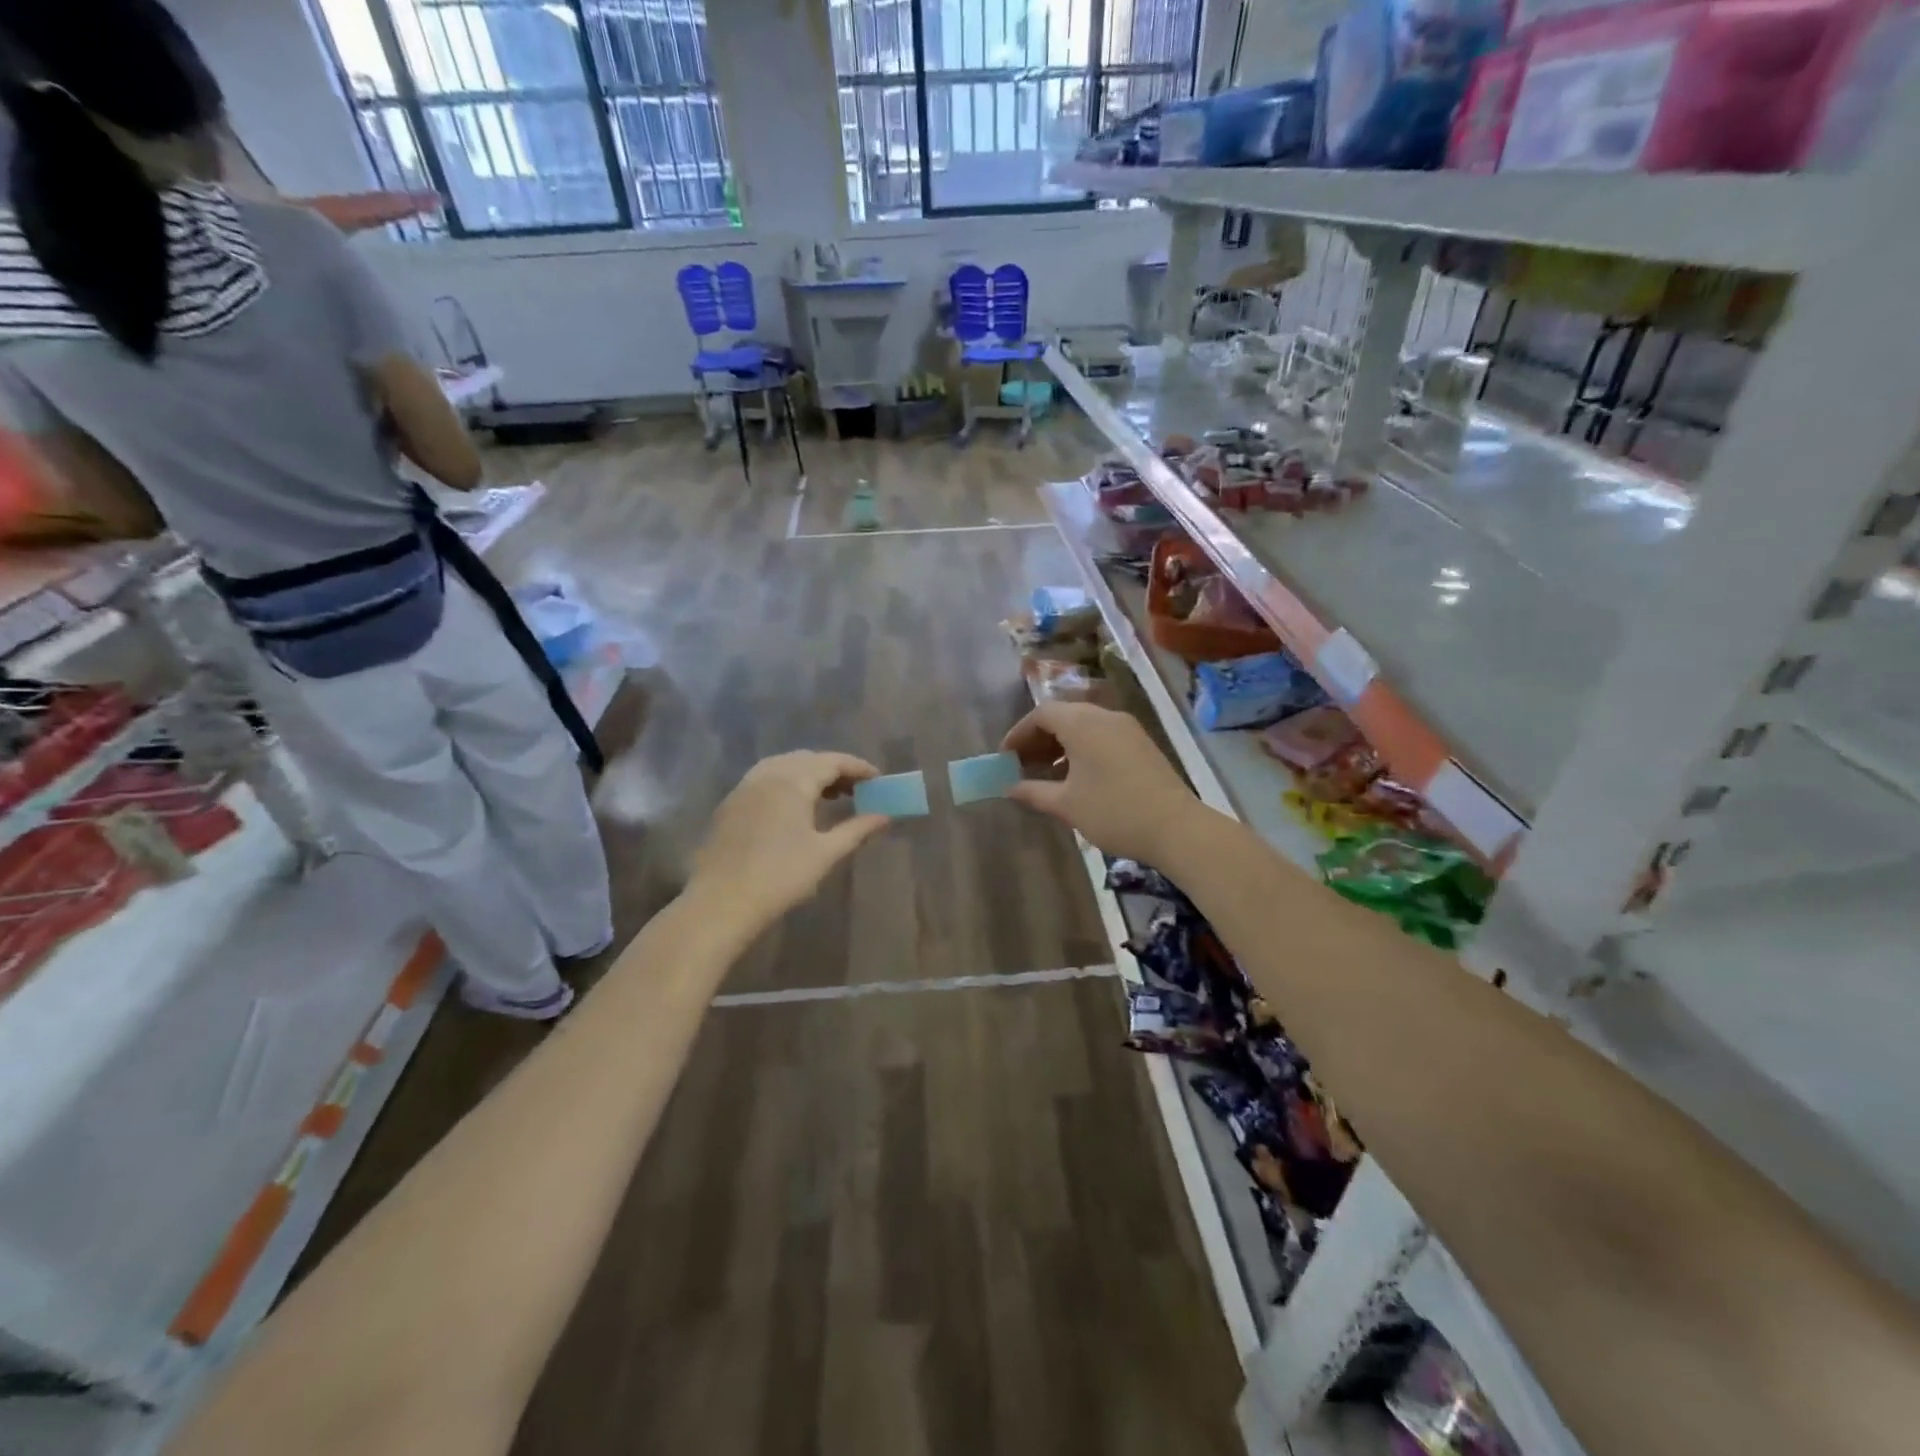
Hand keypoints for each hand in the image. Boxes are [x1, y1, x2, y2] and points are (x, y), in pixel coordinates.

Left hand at [689, 751, 889, 927]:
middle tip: (857, 789)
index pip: (833, 761)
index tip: (878, 779)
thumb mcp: (826, 853)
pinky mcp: (732, 802)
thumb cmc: (780, 877)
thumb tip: (885, 816)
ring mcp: (746, 786)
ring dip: (810, 773)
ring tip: (829, 796)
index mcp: (793, 781)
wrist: (722, 902)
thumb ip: (857, 829)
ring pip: (785, 765)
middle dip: (835, 769)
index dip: (858, 767)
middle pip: (808, 758)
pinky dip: (788, 782)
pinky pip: (767, 778)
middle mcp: (769, 774)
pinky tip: (796, 807)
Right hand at [1001, 701, 1202, 863]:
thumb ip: (1034, 792)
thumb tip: (1011, 788)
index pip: (1042, 714)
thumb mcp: (1067, 805)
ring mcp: (1128, 728)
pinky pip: (1103, 736)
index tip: (1006, 757)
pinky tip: (1078, 778)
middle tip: (1022, 765)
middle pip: (1064, 716)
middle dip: (1039, 738)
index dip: (1020, 733)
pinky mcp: (1142, 744)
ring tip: (1047, 774)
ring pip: (1085, 726)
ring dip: (1062, 745)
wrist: (1176, 827)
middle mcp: (1105, 716)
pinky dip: (1083, 749)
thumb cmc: (1113, 811)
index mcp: (1082, 723)